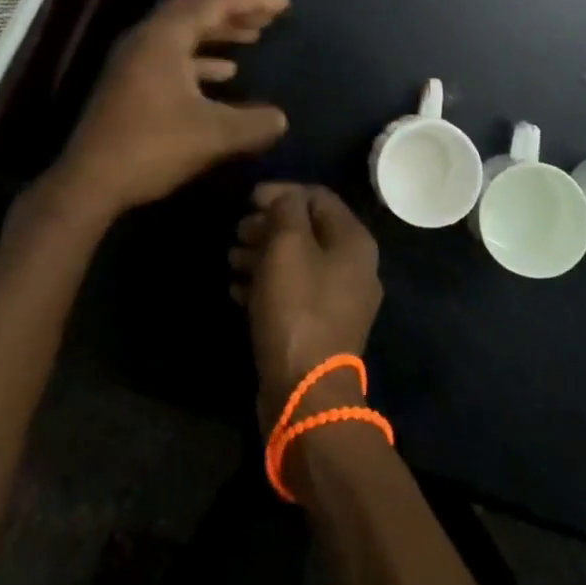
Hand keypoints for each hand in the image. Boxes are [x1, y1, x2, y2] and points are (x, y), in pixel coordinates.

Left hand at [53, 0, 290, 219]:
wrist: (89, 183)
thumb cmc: (152, 147)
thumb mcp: (213, 135)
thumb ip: (254, 123)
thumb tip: (281, 119)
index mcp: (164, 37)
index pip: (214, 3)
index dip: (252, 0)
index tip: (283, 3)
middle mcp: (146, 39)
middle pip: (195, 10)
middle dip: (234, 12)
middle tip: (267, 17)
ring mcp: (134, 61)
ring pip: (183, 33)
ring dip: (218, 34)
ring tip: (252, 38)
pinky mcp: (130, 83)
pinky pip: (173, 56)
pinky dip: (201, 59)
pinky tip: (224, 75)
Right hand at [229, 183, 382, 431]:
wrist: (305, 393)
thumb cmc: (297, 308)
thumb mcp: (288, 246)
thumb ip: (286, 210)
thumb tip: (282, 198)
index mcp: (354, 242)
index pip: (318, 197)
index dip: (282, 192)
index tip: (247, 199)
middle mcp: (353, 267)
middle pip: (307, 230)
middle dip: (268, 226)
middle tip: (236, 233)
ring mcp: (338, 301)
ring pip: (296, 262)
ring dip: (261, 255)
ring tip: (231, 260)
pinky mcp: (318, 328)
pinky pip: (292, 293)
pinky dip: (265, 285)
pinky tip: (237, 290)